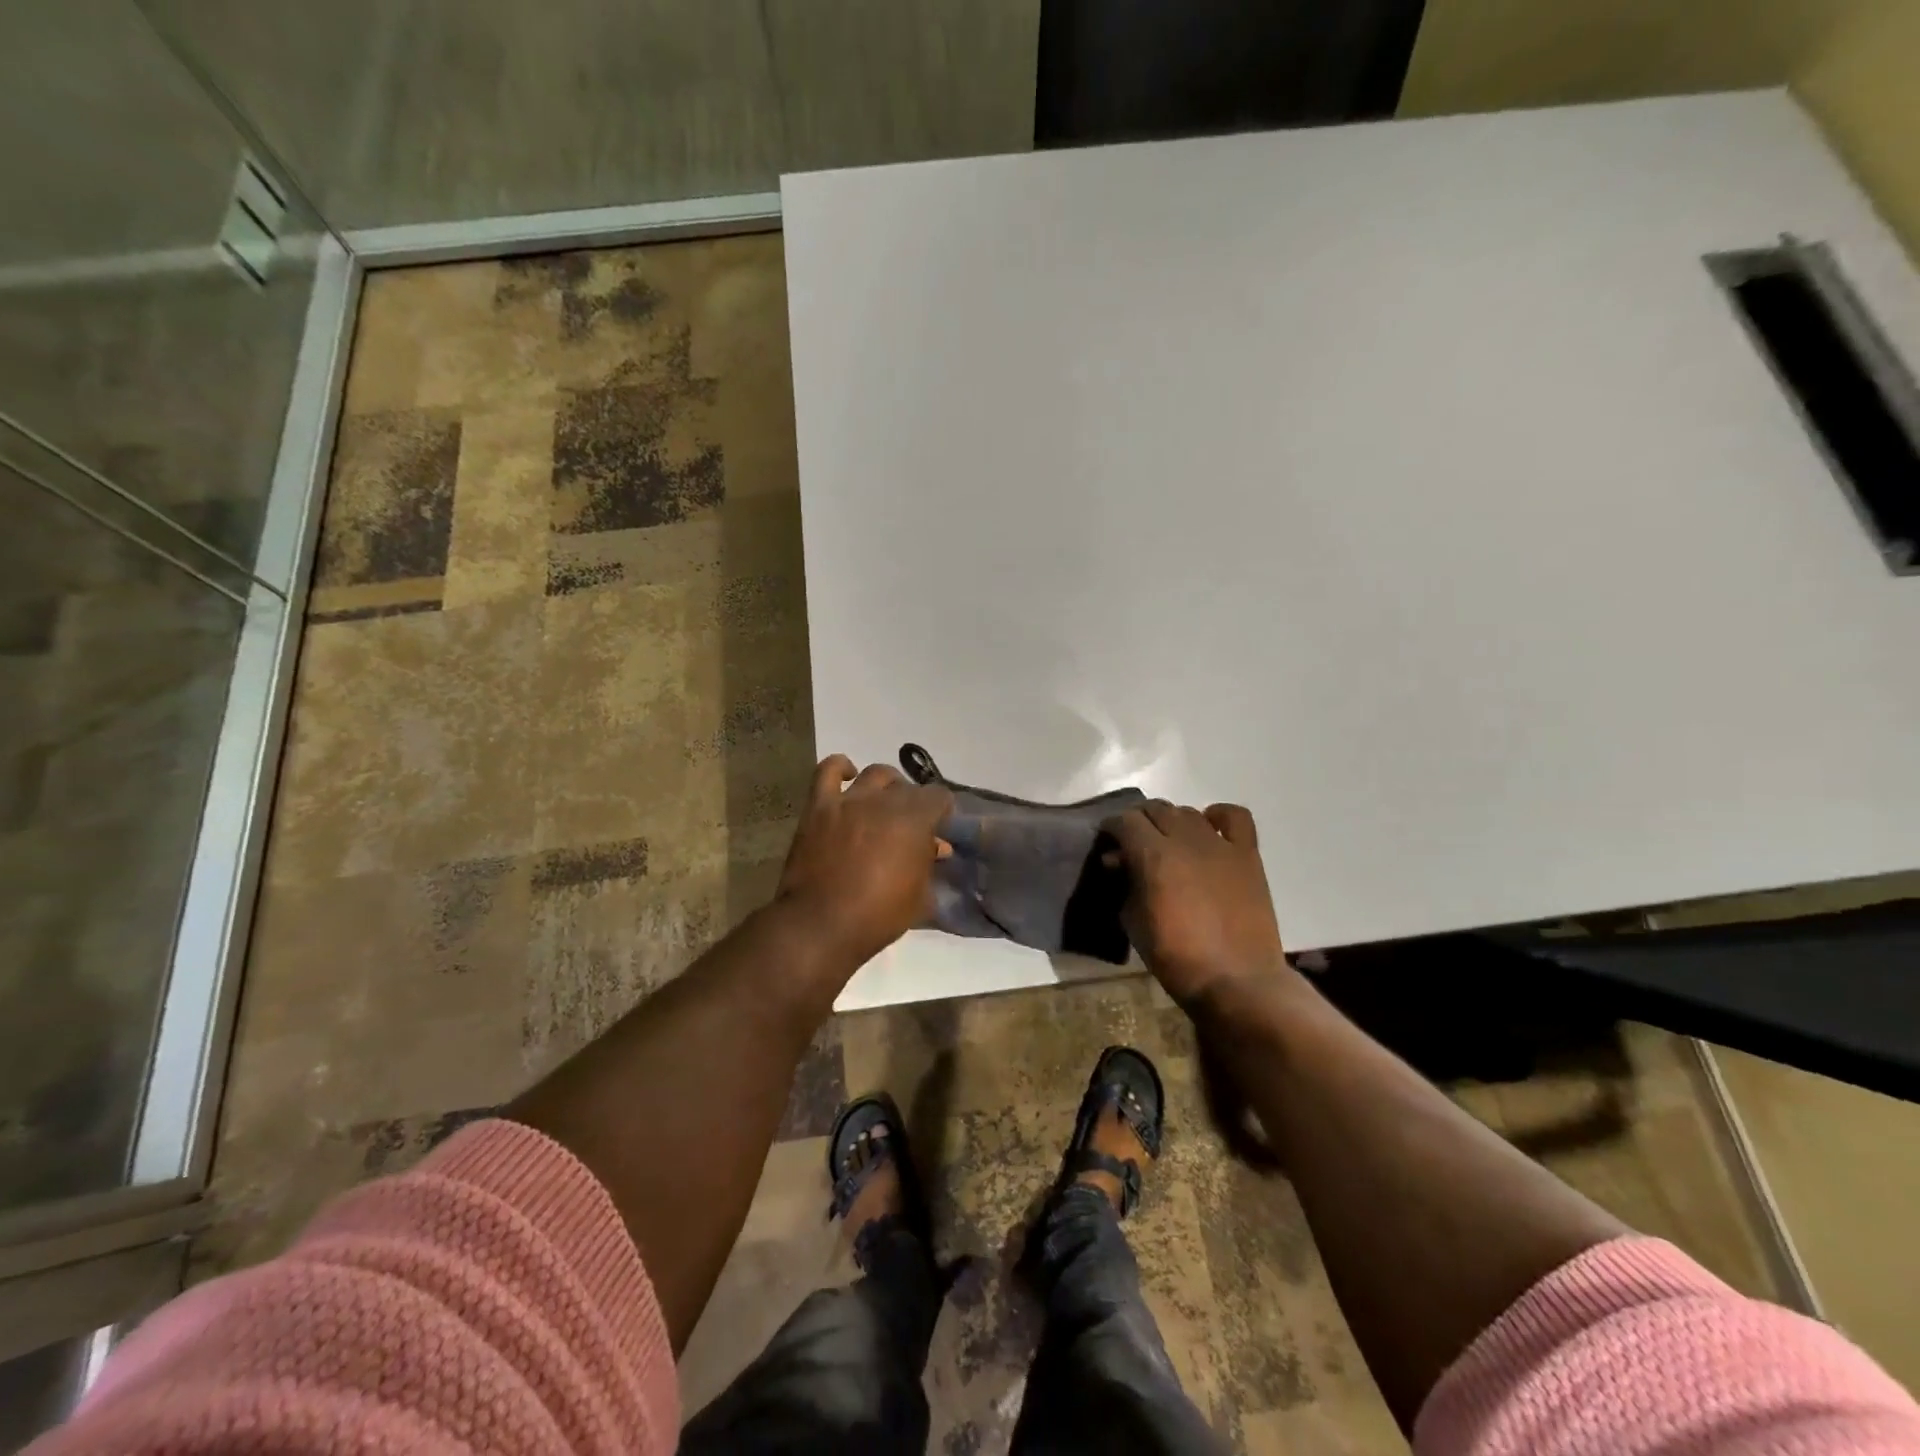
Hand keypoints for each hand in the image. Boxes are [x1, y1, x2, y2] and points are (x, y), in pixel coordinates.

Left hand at [776, 755, 953, 968]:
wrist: (820, 924)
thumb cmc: (878, 916)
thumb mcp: (919, 897)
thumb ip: (929, 865)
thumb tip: (936, 847)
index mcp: (915, 820)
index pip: (939, 797)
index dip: (942, 812)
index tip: (939, 828)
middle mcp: (884, 801)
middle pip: (907, 787)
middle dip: (914, 802)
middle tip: (910, 824)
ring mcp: (849, 800)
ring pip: (874, 774)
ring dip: (885, 785)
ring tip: (883, 802)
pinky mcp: (819, 806)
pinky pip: (827, 771)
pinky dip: (840, 768)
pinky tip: (847, 776)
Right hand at [1103, 800, 1285, 1004]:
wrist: (1236, 980)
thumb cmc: (1176, 957)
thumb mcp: (1133, 922)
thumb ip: (1124, 883)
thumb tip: (1118, 861)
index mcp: (1152, 855)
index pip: (1125, 821)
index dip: (1112, 827)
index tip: (1108, 841)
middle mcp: (1185, 839)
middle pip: (1155, 809)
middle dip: (1138, 821)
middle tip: (1133, 842)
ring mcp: (1220, 844)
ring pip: (1188, 812)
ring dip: (1171, 821)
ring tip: (1168, 841)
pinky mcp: (1247, 854)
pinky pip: (1234, 817)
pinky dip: (1218, 816)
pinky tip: (1209, 829)